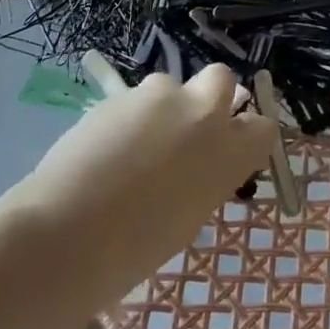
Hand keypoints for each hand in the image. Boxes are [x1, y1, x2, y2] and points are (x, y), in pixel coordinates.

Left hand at [13, 64, 274, 309]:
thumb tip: (198, 163)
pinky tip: (104, 151)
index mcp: (228, 152)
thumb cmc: (135, 249)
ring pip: (169, 87)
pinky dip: (127, 118)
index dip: (247, 135)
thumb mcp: (190, 217)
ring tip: (134, 146)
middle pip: (221, 79)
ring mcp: (158, 98)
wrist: (66, 235)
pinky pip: (133, 100)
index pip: (263, 126)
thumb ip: (206, 177)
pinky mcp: (118, 95)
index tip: (230, 150)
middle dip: (210, 95)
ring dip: (161, 108)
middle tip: (188, 129)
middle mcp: (201, 113)